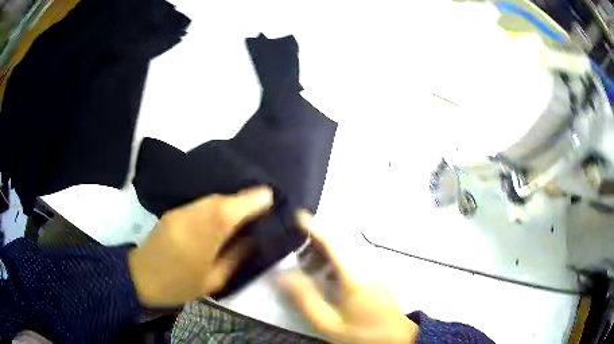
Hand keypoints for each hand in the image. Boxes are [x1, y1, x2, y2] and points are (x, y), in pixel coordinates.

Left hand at [129, 186, 272, 306]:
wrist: (140, 278)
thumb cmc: (179, 285)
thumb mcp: (213, 280)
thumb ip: (236, 257)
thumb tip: (254, 239)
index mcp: (202, 238)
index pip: (230, 211)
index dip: (252, 199)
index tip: (271, 197)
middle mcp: (190, 217)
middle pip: (221, 200)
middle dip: (244, 199)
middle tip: (262, 204)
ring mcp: (179, 212)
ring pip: (211, 199)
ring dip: (230, 201)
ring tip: (245, 210)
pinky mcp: (173, 212)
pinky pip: (200, 203)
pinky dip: (215, 205)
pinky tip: (222, 215)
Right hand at [280, 212, 418, 343]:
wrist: (398, 340)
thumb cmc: (363, 334)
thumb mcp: (329, 324)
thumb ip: (306, 301)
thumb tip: (283, 276)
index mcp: (354, 276)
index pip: (332, 243)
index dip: (314, 227)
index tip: (297, 216)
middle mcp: (366, 267)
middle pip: (339, 243)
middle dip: (315, 242)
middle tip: (296, 253)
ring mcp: (374, 271)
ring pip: (346, 251)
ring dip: (325, 253)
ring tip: (307, 267)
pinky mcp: (376, 277)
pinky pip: (353, 260)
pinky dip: (335, 261)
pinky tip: (327, 277)